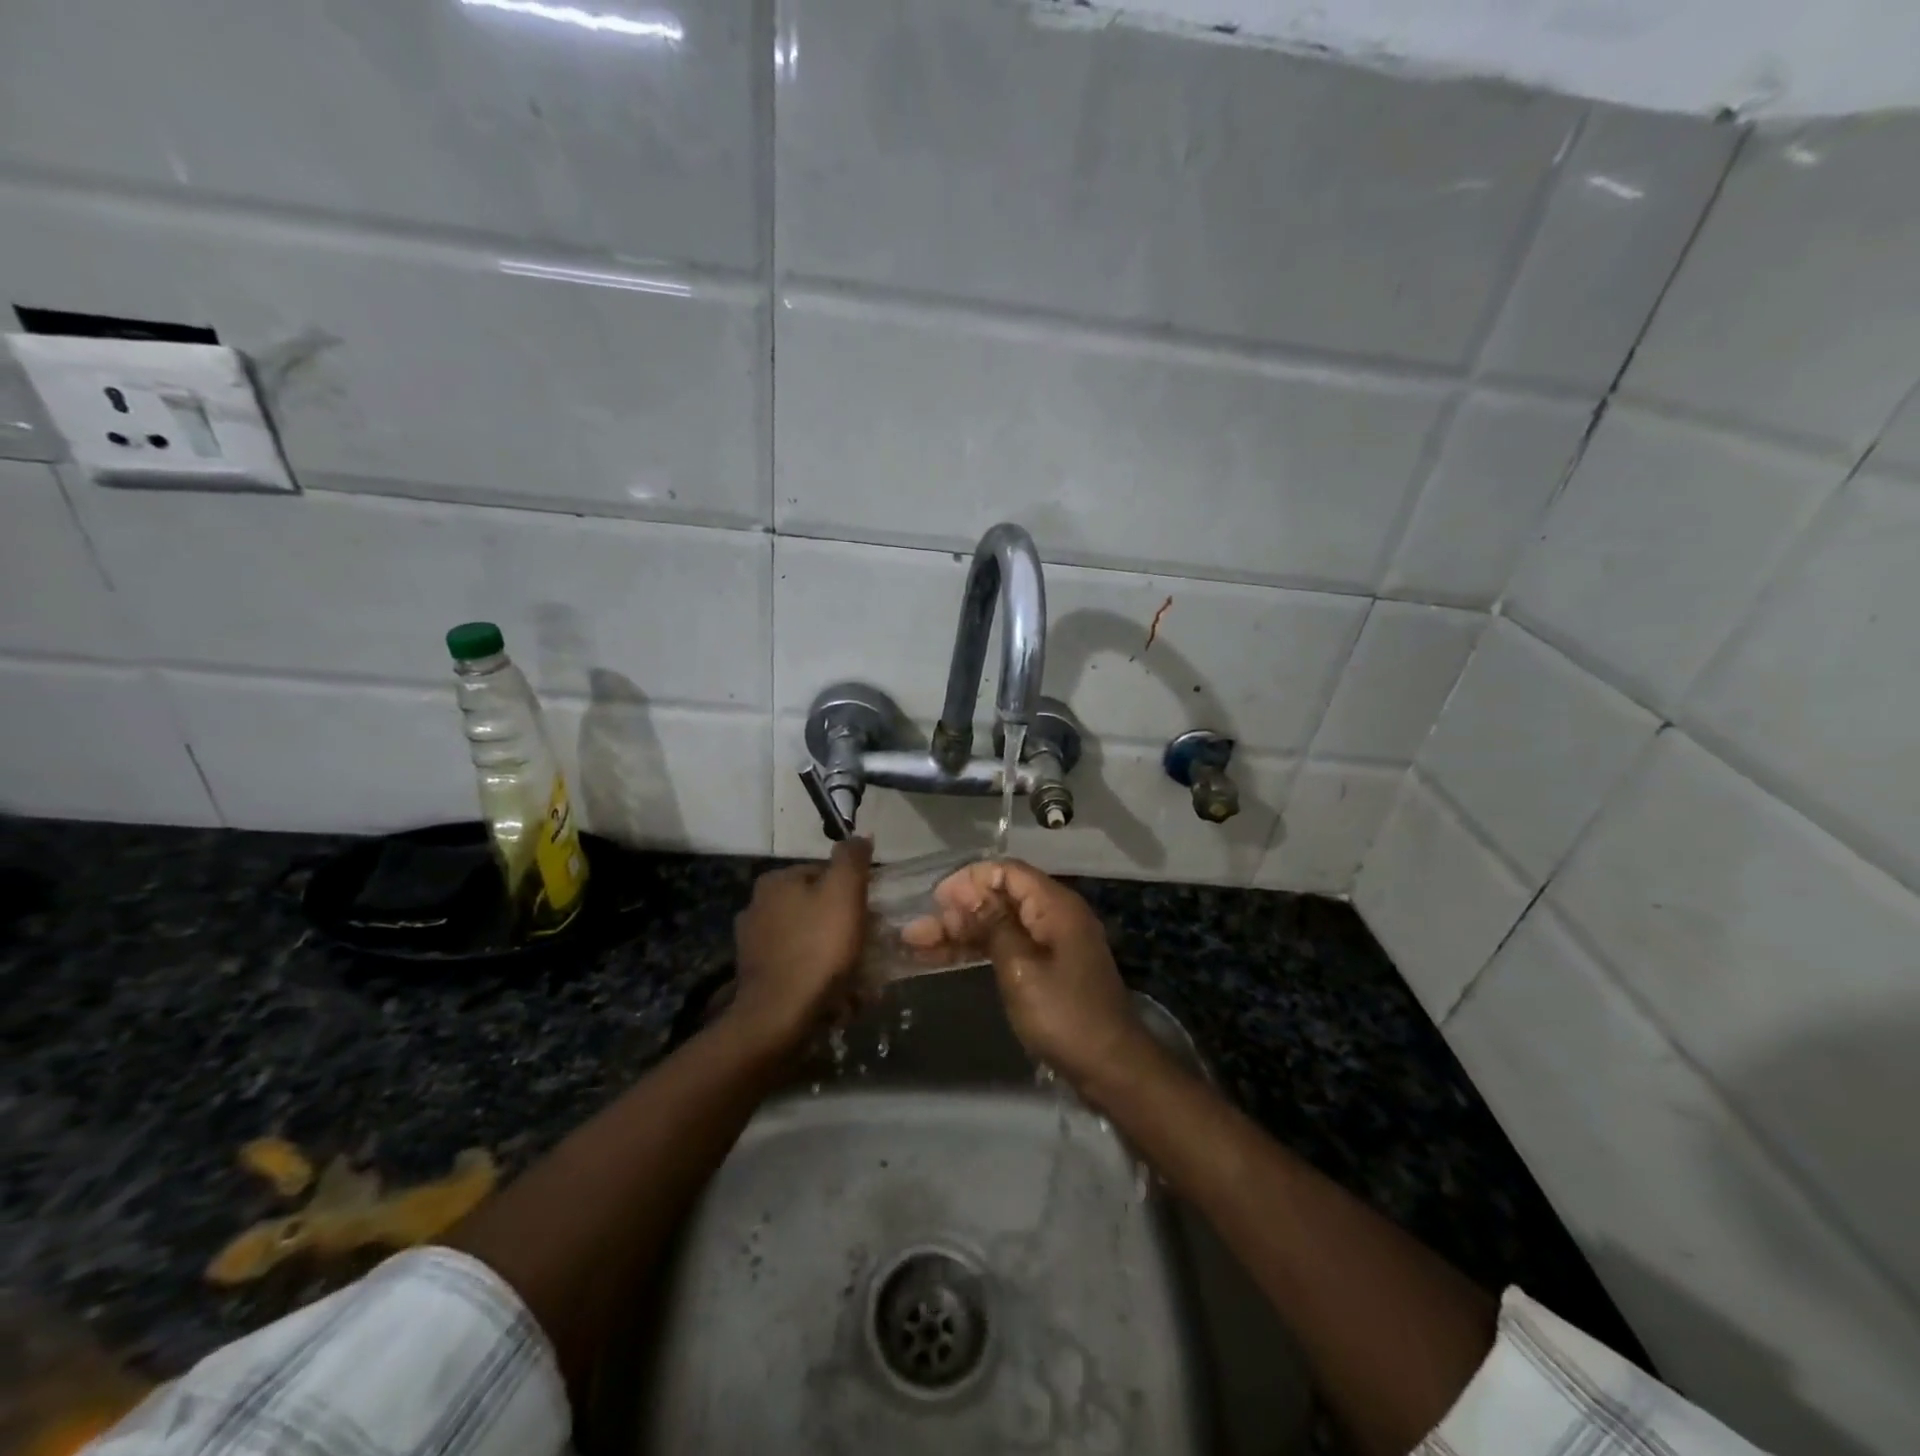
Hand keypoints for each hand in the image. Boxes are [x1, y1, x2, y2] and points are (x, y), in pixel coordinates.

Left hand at [728, 838, 872, 1056]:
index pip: (824, 873)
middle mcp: (757, 906)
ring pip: (807, 937)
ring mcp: (753, 944)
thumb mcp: (845, 892)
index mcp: (775, 881)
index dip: (853, 890)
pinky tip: (835, 992)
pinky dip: (816, 973)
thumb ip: (853, 859)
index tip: (871, 913)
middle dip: (842, 922)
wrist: (779, 1017)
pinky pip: (797, 965)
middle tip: (868, 943)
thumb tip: (860, 836)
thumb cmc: (818, 948)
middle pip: (815, 906)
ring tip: (857, 974)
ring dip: (831, 951)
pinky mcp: (757, 976)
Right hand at [901, 859, 1144, 1087]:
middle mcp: (1054, 916)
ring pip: (998, 925)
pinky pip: (1006, 947)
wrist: (1111, 1068)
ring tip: (916, 945)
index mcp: (1055, 906)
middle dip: (957, 911)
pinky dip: (977, 951)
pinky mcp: (1047, 968)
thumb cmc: (1064, 1015)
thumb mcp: (1021, 968)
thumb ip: (993, 925)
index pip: (1007, 872)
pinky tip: (943, 959)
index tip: (934, 900)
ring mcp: (1051, 943)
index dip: (969, 880)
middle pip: (999, 899)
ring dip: (960, 934)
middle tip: (916, 932)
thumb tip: (967, 891)